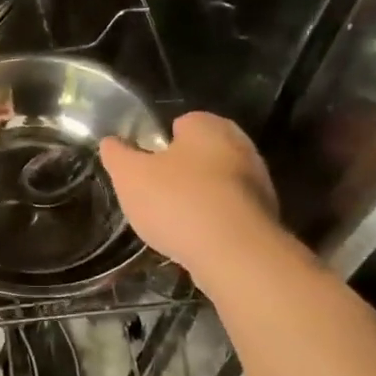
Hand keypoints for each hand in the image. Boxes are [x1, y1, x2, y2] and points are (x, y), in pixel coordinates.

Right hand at [100, 112, 279, 280]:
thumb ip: (117, 155)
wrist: (234, 252)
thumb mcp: (130, 176)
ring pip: (218, 183)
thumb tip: (110, 142)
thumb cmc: (177, 202)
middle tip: (155, 194)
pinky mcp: (265, 215)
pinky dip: (215, 221)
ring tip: (174, 222)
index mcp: (208, 125)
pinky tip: (197, 239)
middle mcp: (240, 144)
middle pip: (201, 153)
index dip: (159, 144)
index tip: (144, 167)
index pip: (181, 123)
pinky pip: (230, 211)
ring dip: (199, 197)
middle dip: (180, 170)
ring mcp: (258, 181)